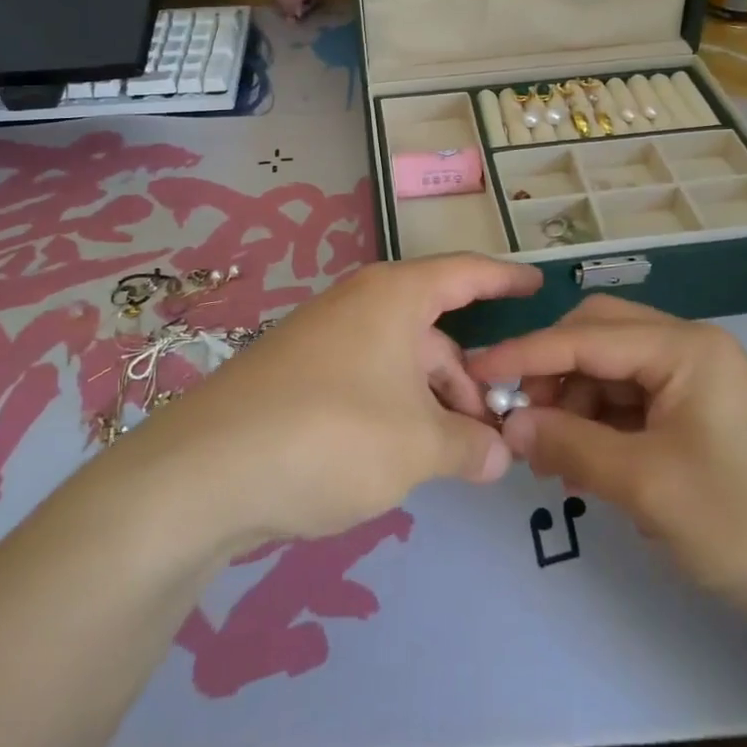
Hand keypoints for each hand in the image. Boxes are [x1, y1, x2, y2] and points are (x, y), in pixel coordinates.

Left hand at [138, 255, 542, 545]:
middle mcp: (360, 305)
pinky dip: (397, 411)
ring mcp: (326, 339)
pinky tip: (402, 457)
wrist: (205, 473)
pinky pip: (369, 380)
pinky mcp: (300, 375)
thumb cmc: (332, 435)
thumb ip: (469, 446)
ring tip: (455, 458)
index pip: (467, 273)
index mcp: (394, 296)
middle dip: (471, 377)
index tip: (541, 286)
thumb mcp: (418, 446)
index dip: (507, 278)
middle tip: (498, 429)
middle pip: (435, 329)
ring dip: (434, 402)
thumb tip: (499, 456)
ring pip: (402, 361)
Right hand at [472, 296, 746, 656]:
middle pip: (602, 336)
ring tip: (551, 452)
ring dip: (578, 400)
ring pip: (618, 369)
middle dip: (554, 369)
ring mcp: (704, 381)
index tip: (475, 372)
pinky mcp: (707, 414)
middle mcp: (693, 349)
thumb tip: (510, 424)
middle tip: (520, 416)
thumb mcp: (646, 485)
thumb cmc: (746, 523)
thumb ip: (570, 445)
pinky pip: (640, 401)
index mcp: (684, 347)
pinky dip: (606, 422)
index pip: (584, 335)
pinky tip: (587, 460)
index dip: (524, 353)